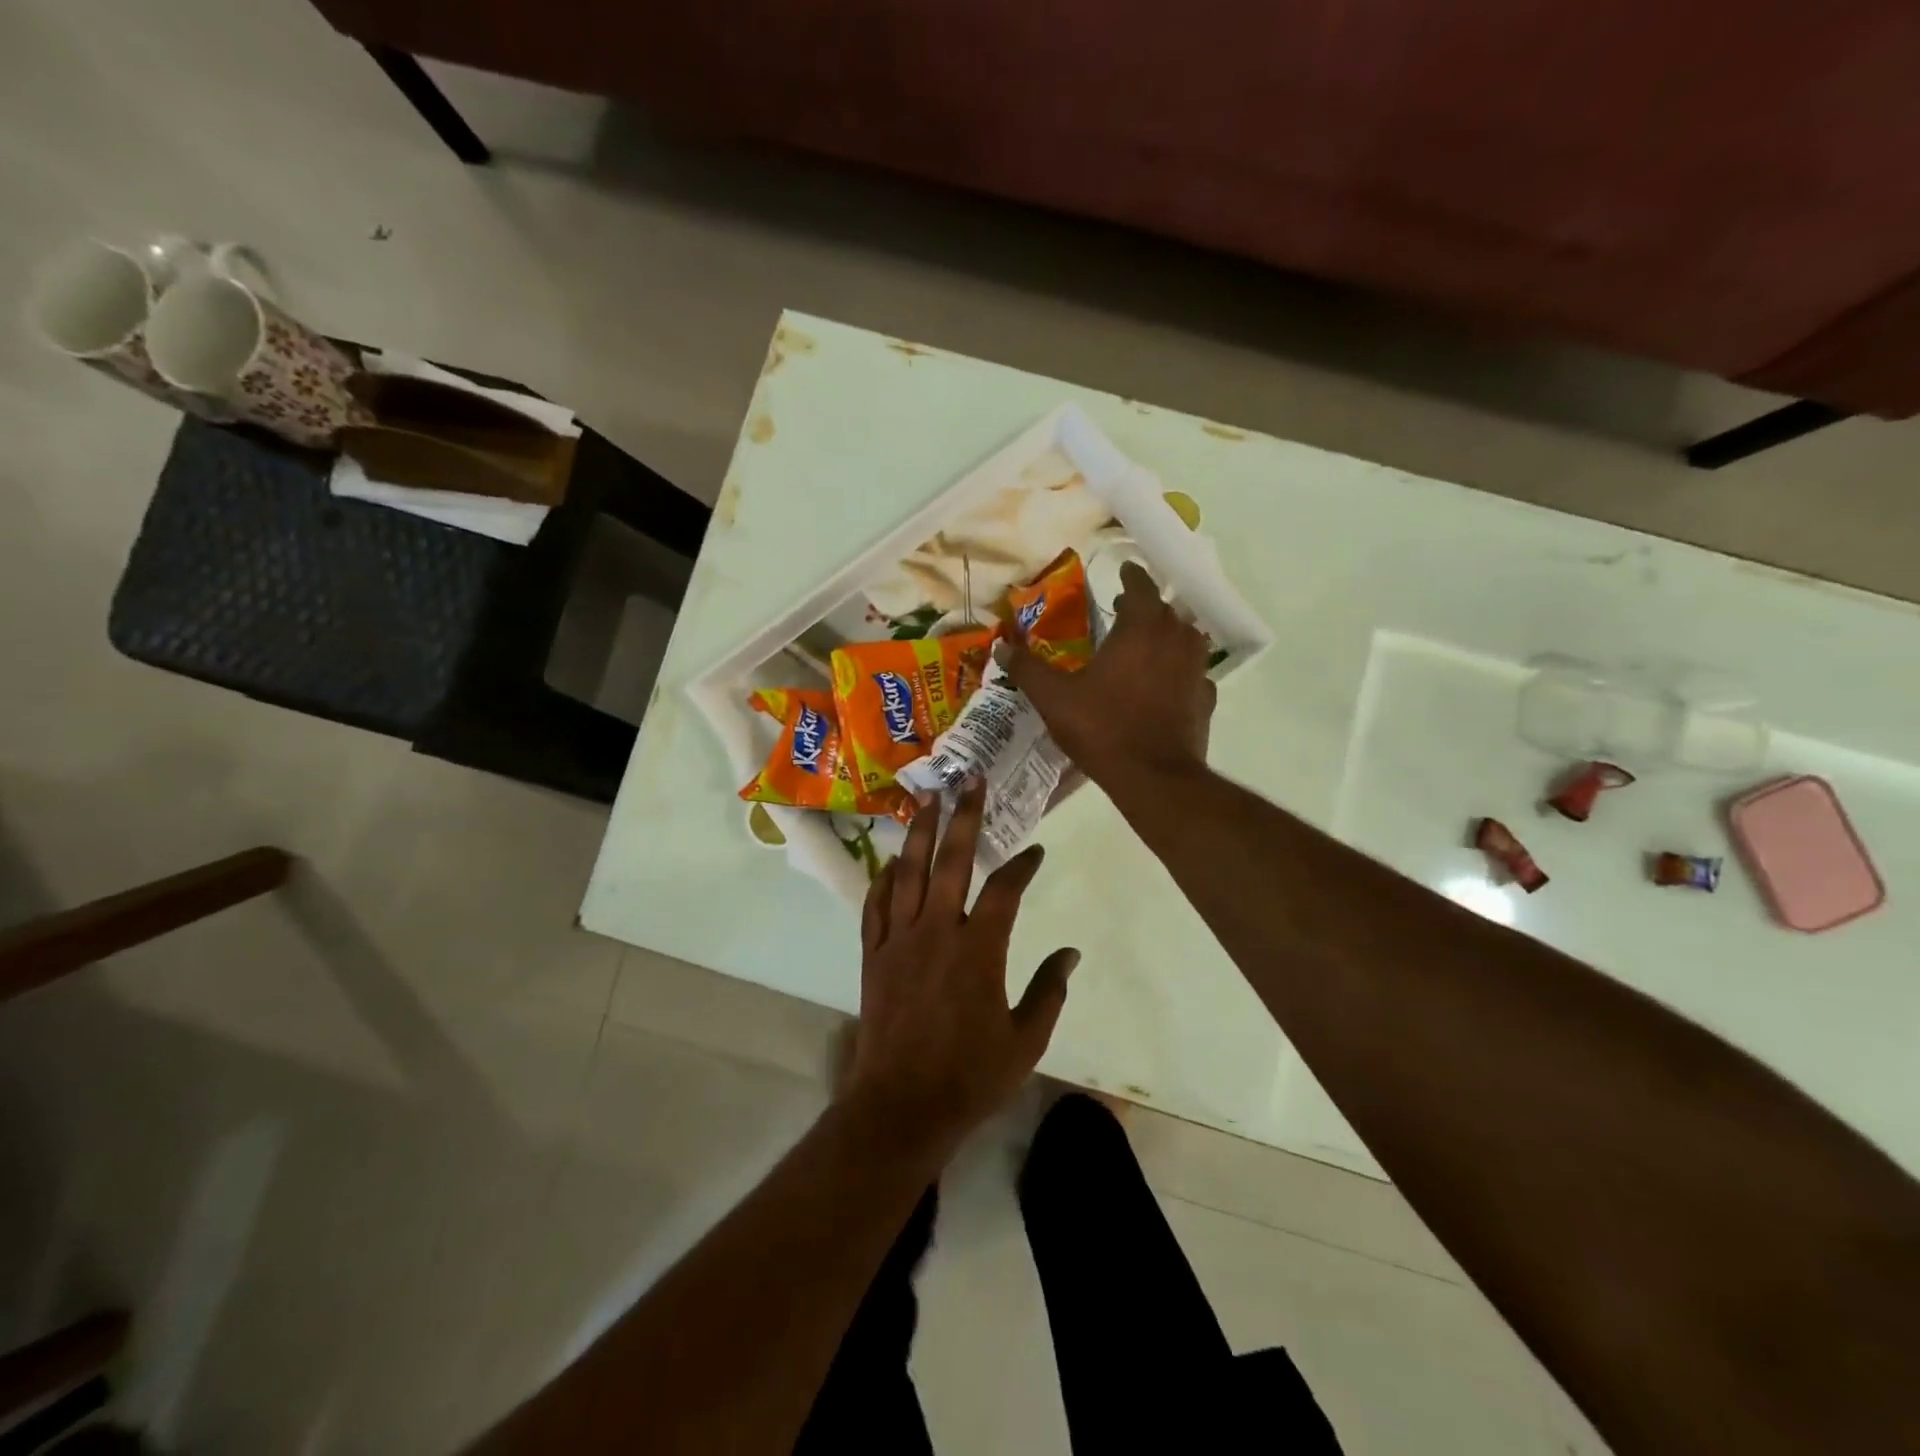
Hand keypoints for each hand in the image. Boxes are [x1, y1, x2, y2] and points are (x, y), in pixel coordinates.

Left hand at [842, 780, 1078, 1155]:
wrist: (901, 1107)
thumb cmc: (970, 1077)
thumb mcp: (1025, 1040)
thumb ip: (1049, 991)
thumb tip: (1071, 953)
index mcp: (979, 950)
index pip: (1005, 890)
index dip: (1022, 865)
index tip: (1034, 850)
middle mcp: (937, 932)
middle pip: (951, 862)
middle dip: (963, 817)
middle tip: (969, 779)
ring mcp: (900, 940)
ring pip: (909, 873)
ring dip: (920, 833)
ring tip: (927, 798)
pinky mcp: (874, 955)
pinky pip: (876, 905)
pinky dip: (884, 879)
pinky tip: (892, 861)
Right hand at [1002, 561, 1216, 791]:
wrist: (1153, 776)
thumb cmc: (1102, 727)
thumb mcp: (1054, 698)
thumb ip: (1028, 669)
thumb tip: (1000, 647)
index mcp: (1140, 628)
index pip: (1142, 586)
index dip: (1131, 577)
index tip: (1124, 572)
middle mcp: (1175, 639)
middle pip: (1165, 610)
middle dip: (1146, 607)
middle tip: (1125, 612)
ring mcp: (1196, 669)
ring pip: (1186, 638)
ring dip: (1168, 635)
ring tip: (1147, 645)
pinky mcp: (1205, 698)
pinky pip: (1194, 673)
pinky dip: (1181, 671)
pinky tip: (1167, 684)